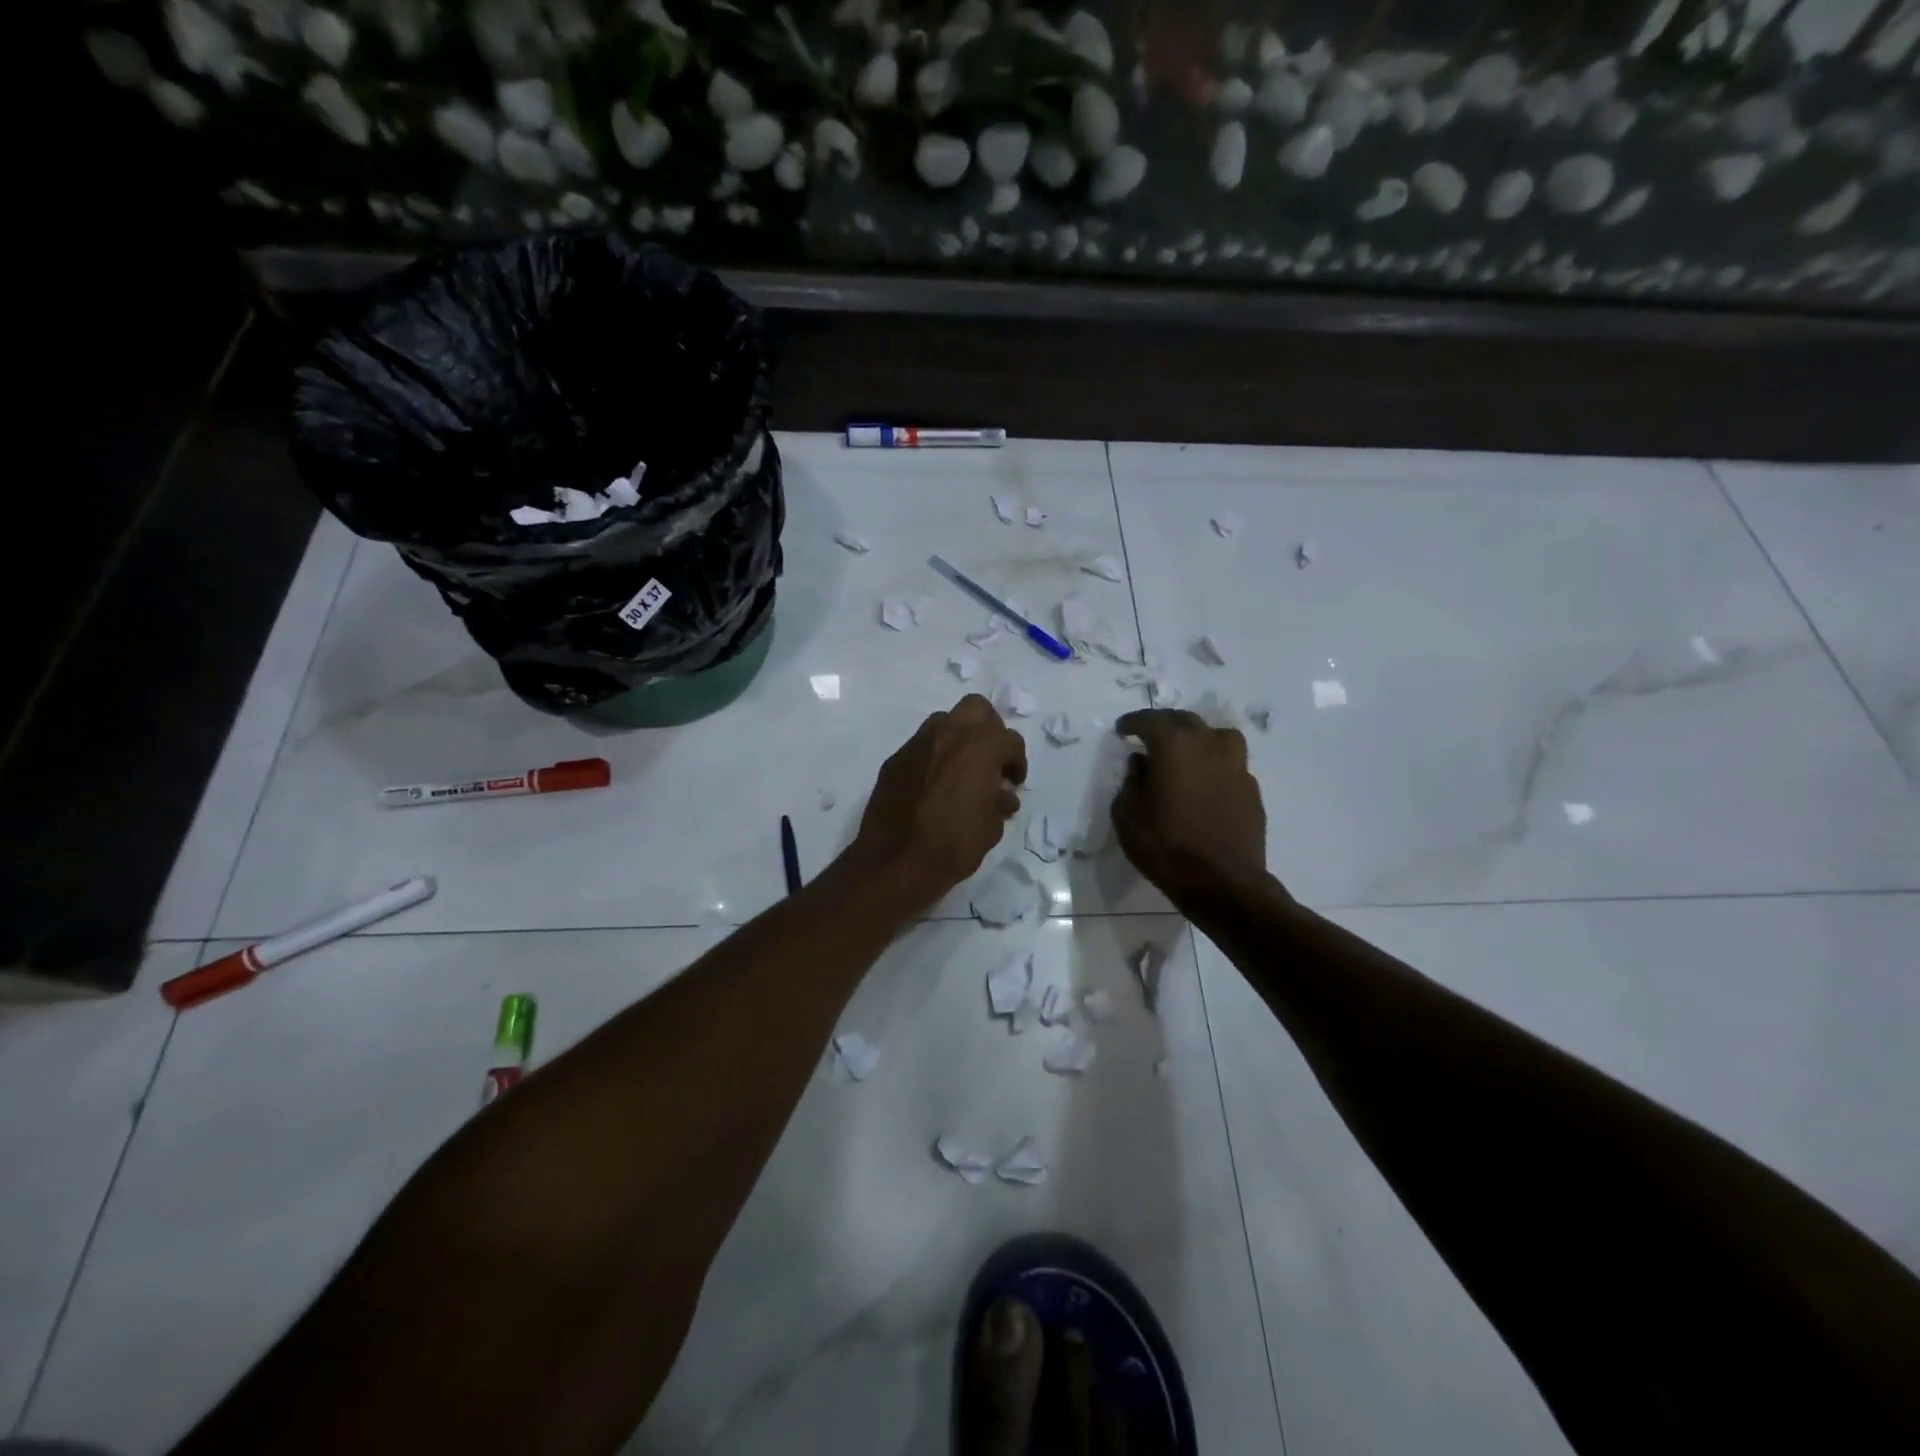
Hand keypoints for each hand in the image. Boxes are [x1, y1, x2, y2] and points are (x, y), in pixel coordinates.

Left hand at [851, 695, 1027, 910]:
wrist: (896, 861)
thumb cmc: (953, 845)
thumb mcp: (991, 827)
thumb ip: (999, 801)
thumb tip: (1000, 794)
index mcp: (980, 747)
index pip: (1010, 740)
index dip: (1017, 762)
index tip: (1013, 783)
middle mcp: (949, 734)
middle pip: (977, 709)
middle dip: (989, 730)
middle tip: (990, 761)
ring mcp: (917, 743)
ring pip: (945, 722)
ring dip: (959, 739)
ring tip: (961, 771)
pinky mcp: (895, 759)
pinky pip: (921, 746)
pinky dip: (933, 757)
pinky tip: (933, 786)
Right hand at [1112, 709, 1272, 914]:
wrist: (1222, 882)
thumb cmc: (1166, 846)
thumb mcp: (1128, 815)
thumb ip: (1131, 782)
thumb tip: (1141, 764)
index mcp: (1174, 745)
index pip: (1150, 720)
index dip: (1133, 722)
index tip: (1122, 729)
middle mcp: (1208, 745)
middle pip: (1185, 720)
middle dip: (1164, 724)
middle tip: (1149, 735)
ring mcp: (1236, 766)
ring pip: (1217, 736)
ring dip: (1197, 738)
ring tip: (1185, 752)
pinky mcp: (1251, 789)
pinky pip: (1230, 764)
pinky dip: (1214, 765)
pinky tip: (1205, 782)